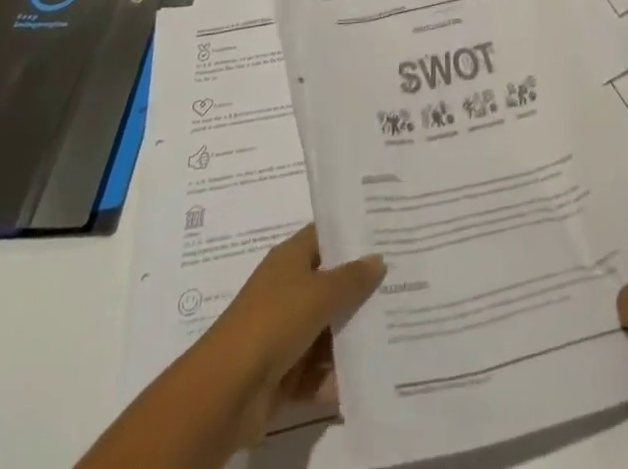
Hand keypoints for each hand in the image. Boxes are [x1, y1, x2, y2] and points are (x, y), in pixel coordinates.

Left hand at [206, 224, 385, 443]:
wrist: (226, 392)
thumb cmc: (274, 322)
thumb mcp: (320, 293)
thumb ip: (352, 278)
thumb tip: (378, 258)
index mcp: (291, 258)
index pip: (326, 236)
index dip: (354, 235)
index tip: (387, 236)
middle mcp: (288, 289)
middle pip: (331, 284)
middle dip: (361, 291)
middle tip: (402, 287)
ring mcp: (285, 332)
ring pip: (327, 329)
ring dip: (352, 337)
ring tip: (393, 336)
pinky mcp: (283, 373)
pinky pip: (317, 370)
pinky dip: (336, 376)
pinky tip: (368, 377)